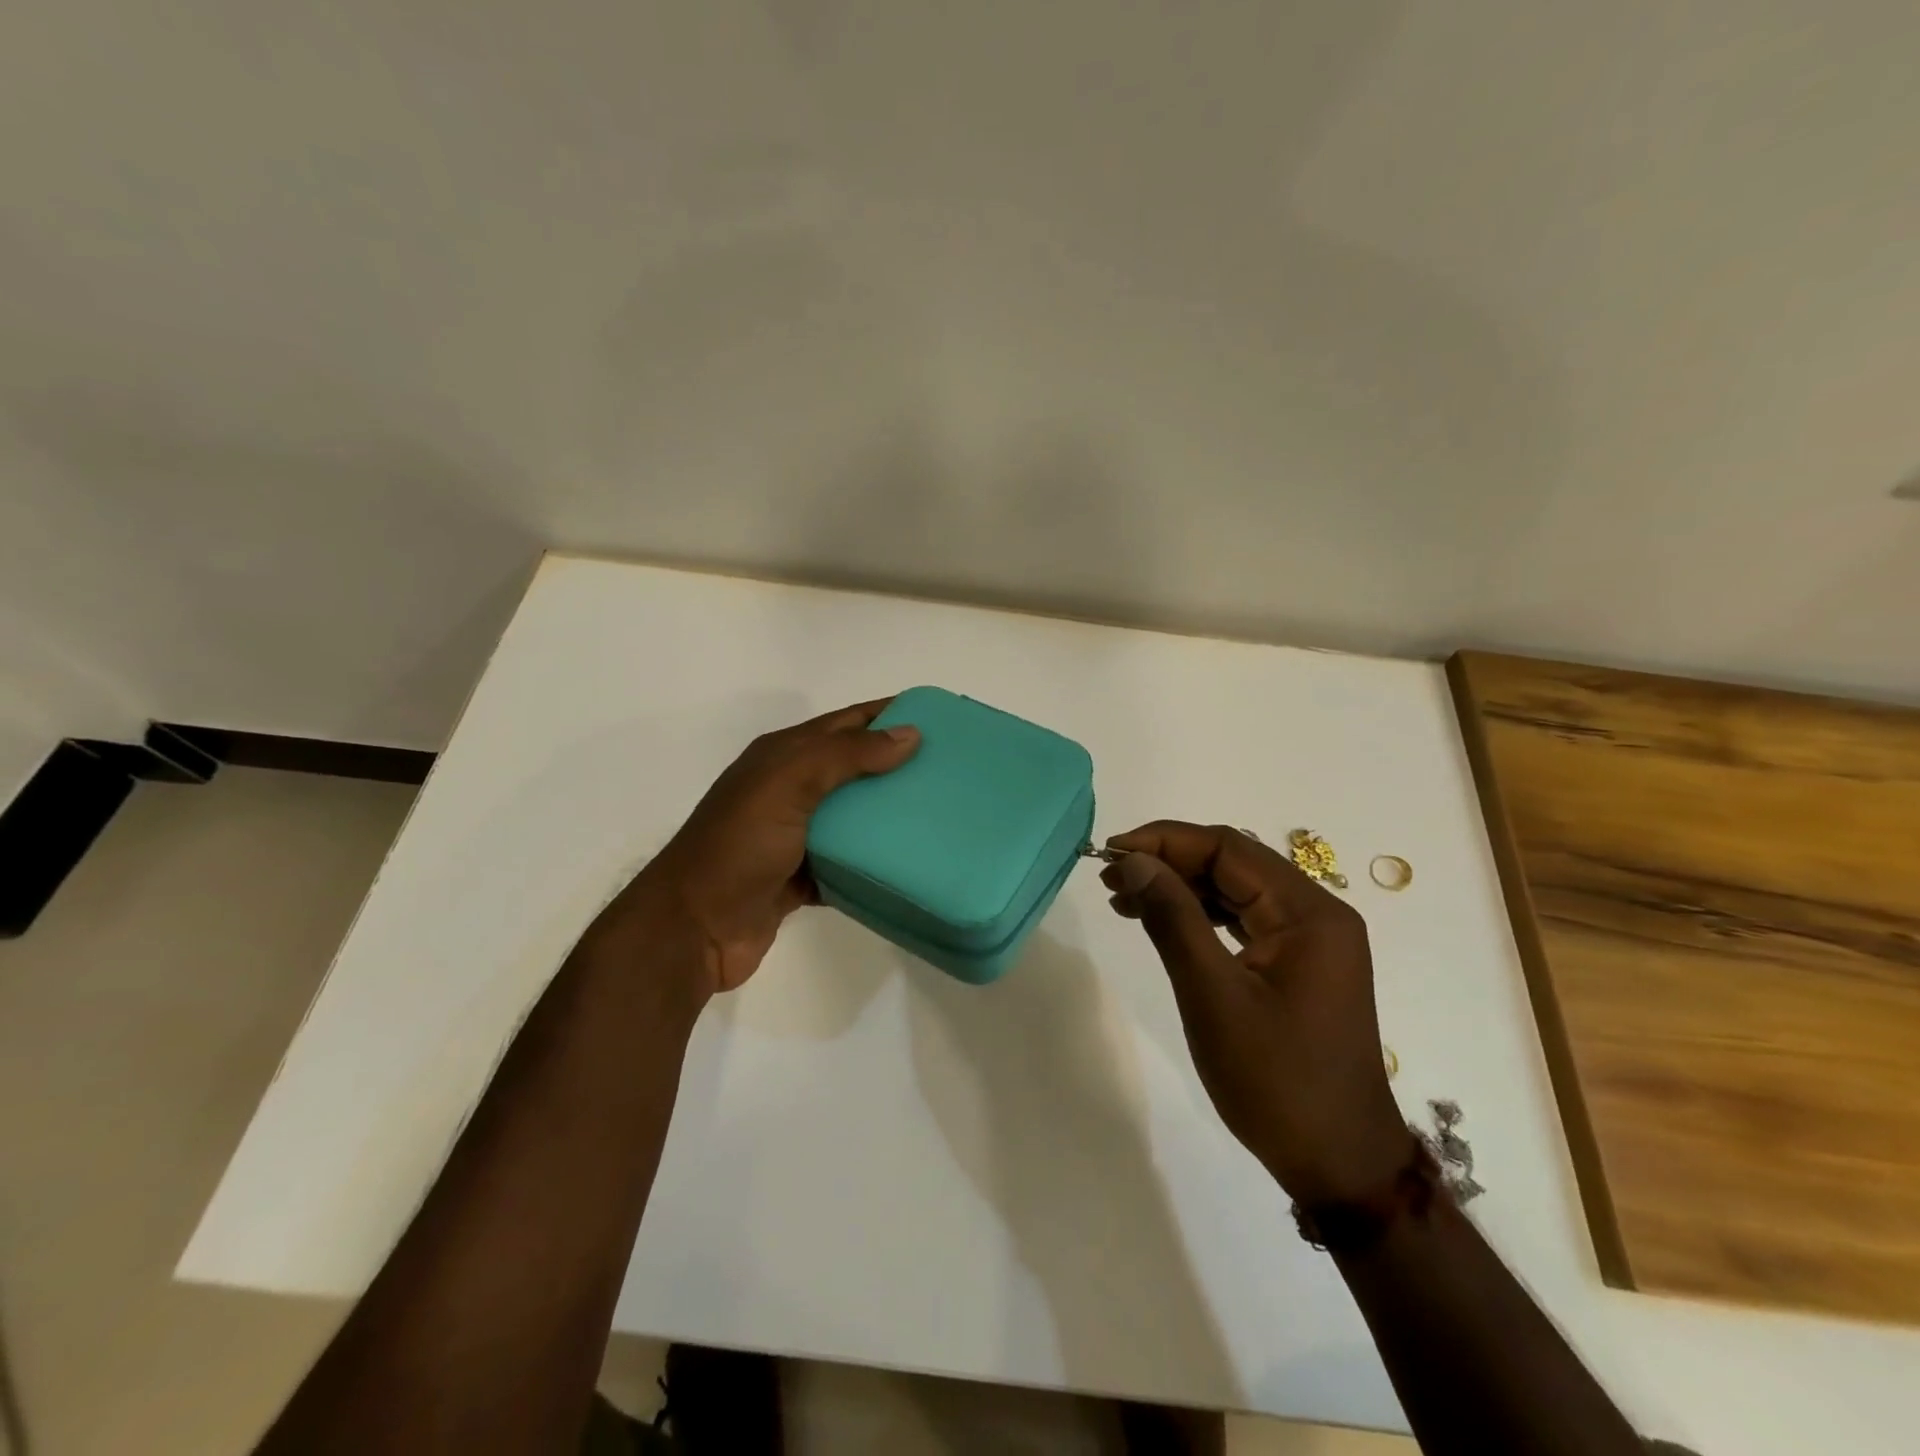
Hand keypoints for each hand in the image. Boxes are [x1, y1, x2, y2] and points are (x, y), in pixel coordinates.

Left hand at [592, 700, 919, 996]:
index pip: (845, 723)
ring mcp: (793, 835)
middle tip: (950, 769)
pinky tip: (907, 863)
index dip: (888, 714)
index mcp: (782, 757)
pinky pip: (846, 861)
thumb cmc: (739, 846)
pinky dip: (872, 860)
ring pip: (852, 816)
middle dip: (897, 763)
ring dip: (888, 813)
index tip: (938, 716)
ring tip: (938, 814)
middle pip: (852, 767)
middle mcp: (788, 790)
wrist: (693, 928)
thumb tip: (909, 733)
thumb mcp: (789, 783)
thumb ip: (846, 755)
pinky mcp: (801, 877)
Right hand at [1101, 822, 1410, 1203]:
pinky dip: (1200, 915)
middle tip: (1110, 877)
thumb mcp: (1213, 995)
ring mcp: (1310, 940)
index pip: (1228, 849)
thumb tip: (1132, 862)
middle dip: (1169, 862)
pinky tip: (1162, 921)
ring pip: (1235, 890)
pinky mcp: (1299, 964)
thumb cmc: (1275, 1081)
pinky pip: (1243, 919)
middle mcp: (1316, 914)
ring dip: (1180, 887)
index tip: (1111, 853)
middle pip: (1233, 863)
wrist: (1339, 1165)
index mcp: (1308, 913)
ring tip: (1123, 897)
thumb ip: (1173, 919)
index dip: (1165, 842)